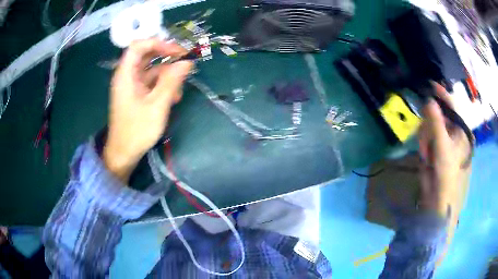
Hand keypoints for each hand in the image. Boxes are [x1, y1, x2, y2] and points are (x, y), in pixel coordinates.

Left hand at [104, 39, 192, 182]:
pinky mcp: (136, 94)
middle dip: (166, 57)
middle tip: (184, 62)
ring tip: (179, 90)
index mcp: (126, 74)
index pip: (138, 45)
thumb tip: (187, 62)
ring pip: (151, 69)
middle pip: (146, 55)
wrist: (123, 153)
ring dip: (167, 75)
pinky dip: (163, 86)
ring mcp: (132, 85)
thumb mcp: (157, 105)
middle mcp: (127, 75)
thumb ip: (172, 81)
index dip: (158, 43)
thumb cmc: (137, 130)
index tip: (176, 52)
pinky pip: (151, 82)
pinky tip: (173, 98)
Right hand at [418, 82, 470, 216]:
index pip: (451, 105)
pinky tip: (425, 157)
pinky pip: (426, 137)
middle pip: (438, 115)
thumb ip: (436, 122)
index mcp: (460, 130)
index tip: (429, 85)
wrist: (438, 199)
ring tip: (426, 155)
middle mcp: (453, 131)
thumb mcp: (442, 146)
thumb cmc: (447, 173)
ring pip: (430, 126)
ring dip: (425, 138)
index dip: (441, 94)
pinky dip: (423, 145)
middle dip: (429, 125)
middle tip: (426, 138)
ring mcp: (443, 140)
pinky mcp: (435, 147)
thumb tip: (428, 99)